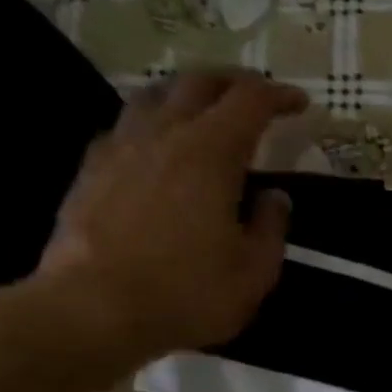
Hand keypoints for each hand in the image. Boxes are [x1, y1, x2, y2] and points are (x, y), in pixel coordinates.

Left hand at [29, 70, 306, 369]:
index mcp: (210, 154)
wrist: (94, 309)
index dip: (277, 96)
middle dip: (233, 82)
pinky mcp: (91, 171)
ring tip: (207, 112)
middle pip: (197, 83)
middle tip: (257, 96)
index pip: (248, 102)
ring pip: (154, 97)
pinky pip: (126, 127)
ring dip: (187, 95)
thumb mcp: (255, 269)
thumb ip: (270, 227)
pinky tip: (161, 148)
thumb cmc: (190, 291)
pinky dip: (154, 124)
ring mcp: (119, 149)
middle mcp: (163, 137)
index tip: (300, 103)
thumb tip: (274, 197)